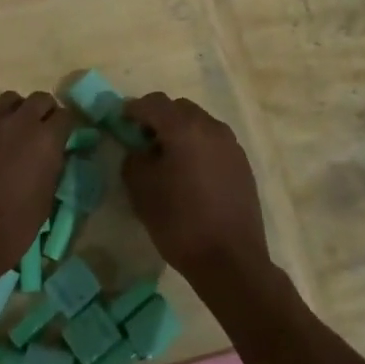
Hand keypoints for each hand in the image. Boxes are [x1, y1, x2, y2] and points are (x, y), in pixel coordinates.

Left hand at [0, 92, 68, 286]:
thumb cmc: (13, 226)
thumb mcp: (46, 198)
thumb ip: (52, 168)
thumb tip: (52, 155)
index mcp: (47, 140)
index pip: (66, 116)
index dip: (65, 126)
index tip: (63, 137)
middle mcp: (21, 122)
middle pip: (39, 99)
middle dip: (43, 112)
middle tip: (40, 131)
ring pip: (9, 99)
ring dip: (15, 111)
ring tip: (11, 131)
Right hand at [121, 93, 271, 293]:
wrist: (230, 260)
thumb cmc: (179, 221)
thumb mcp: (141, 189)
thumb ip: (134, 159)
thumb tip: (140, 150)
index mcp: (184, 128)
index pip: (154, 103)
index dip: (134, 109)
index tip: (121, 122)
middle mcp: (211, 127)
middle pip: (179, 109)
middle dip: (159, 118)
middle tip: (143, 141)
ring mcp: (231, 145)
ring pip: (199, 124)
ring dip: (181, 132)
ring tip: (168, 159)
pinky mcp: (243, 164)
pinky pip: (214, 143)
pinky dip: (198, 147)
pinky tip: (191, 174)